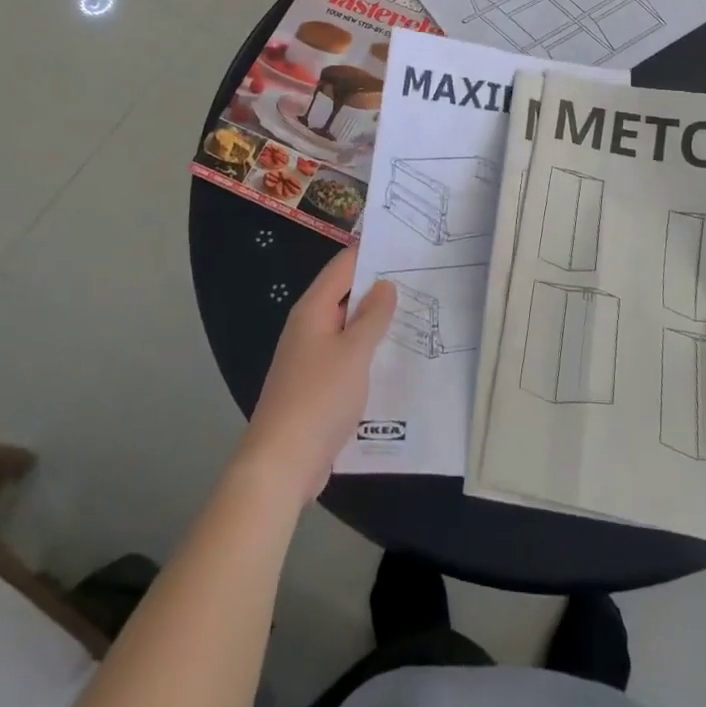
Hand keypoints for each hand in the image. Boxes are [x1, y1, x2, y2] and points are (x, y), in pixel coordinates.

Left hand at [235, 247, 395, 508]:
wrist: (282, 463)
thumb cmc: (318, 398)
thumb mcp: (353, 353)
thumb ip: (372, 316)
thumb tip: (385, 284)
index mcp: (313, 310)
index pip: (344, 266)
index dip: (372, 251)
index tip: (406, 243)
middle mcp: (309, 327)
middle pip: (346, 295)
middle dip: (380, 287)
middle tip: (423, 278)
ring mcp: (312, 357)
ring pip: (349, 329)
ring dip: (377, 323)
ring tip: (419, 313)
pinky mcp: (318, 385)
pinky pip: (348, 357)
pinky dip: (370, 352)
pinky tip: (398, 358)